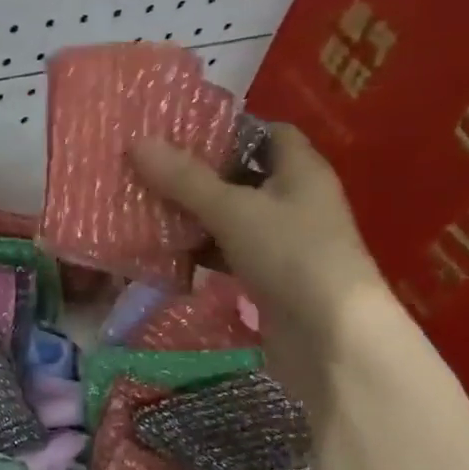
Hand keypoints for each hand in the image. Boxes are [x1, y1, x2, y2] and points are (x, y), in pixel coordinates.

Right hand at [131, 124, 389, 404]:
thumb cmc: (292, 256)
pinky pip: (228, 253)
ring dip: (194, 215)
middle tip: (148, 168)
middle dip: (198, 174)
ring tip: (145, 205)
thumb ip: (185, 180)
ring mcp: (283, 242)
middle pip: (243, 176)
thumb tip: (136, 142)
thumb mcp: (233, 210)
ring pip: (231, 217)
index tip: (180, 132)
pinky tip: (166, 251)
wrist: (332, 340)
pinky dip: (200, 250)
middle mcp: (295, 201)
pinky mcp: (269, 277)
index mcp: (301, 171)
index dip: (228, 129)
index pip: (268, 133)